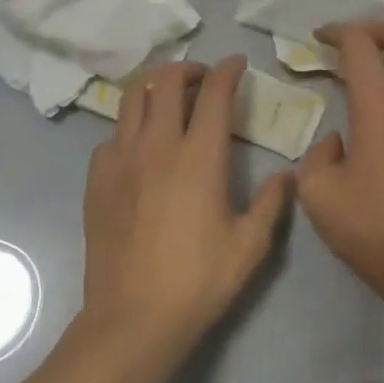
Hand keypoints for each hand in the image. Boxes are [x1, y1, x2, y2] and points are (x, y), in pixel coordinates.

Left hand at [81, 56, 293, 361]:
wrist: (133, 317)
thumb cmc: (198, 281)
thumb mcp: (250, 245)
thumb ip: (272, 203)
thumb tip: (287, 175)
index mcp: (199, 157)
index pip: (214, 93)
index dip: (227, 70)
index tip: (237, 64)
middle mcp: (156, 146)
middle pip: (166, 82)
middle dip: (188, 69)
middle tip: (204, 79)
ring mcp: (120, 160)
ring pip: (131, 99)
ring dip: (154, 88)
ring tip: (170, 99)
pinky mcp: (96, 179)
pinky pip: (112, 135)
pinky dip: (130, 127)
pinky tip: (141, 147)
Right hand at [297, 19, 383, 309]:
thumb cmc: (376, 232)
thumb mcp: (319, 197)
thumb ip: (318, 156)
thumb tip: (338, 141)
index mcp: (380, 106)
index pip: (360, 43)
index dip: (336, 32)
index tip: (319, 40)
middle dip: (376, 28)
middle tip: (354, 49)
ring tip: (383, 77)